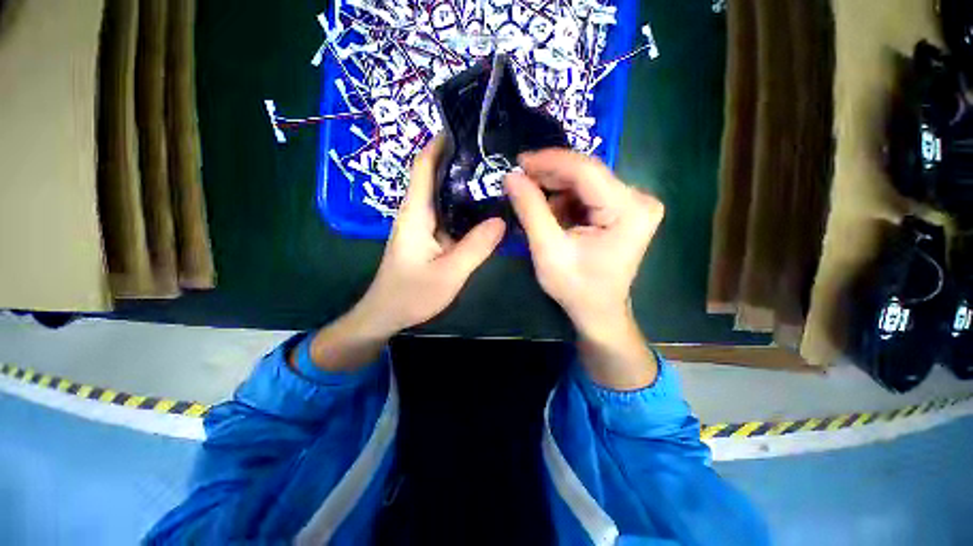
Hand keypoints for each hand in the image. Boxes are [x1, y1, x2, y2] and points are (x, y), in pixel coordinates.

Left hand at [355, 136, 506, 335]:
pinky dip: (467, 208)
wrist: (387, 315)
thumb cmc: (411, 294)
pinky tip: (487, 210)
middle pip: (437, 177)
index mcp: (416, 213)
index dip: (440, 143)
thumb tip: (502, 220)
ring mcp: (424, 226)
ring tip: (497, 176)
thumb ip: (475, 247)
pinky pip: (450, 216)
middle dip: (461, 161)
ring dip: (466, 185)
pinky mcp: (430, 238)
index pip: (424, 166)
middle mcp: (418, 213)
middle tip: (495, 153)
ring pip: (446, 197)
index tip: (466, 128)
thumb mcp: (449, 273)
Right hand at [505, 149, 663, 388]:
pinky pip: (588, 194)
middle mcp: (639, 199)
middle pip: (586, 174)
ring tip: (535, 207)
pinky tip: (552, 216)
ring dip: (556, 191)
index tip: (519, 161)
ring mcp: (634, 203)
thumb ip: (531, 210)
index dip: (549, 161)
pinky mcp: (625, 209)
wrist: (598, 311)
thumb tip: (511, 176)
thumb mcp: (548, 250)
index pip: (585, 170)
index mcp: (628, 210)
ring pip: (584, 182)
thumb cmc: (576, 287)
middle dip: (550, 177)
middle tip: (520, 182)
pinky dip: (565, 201)